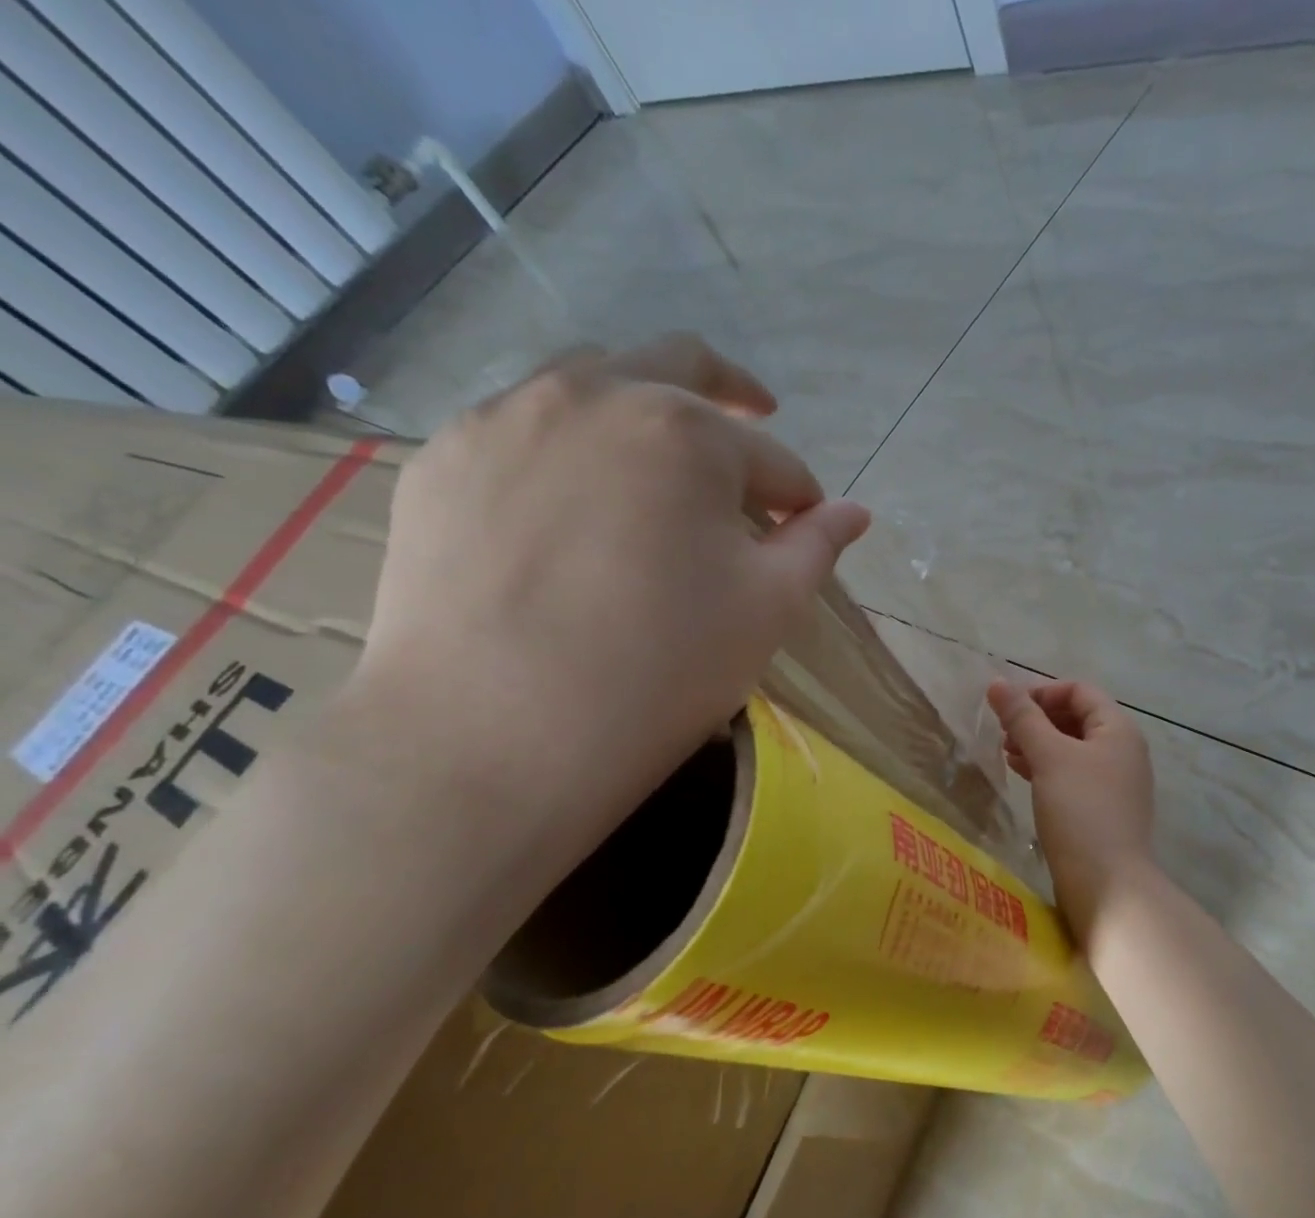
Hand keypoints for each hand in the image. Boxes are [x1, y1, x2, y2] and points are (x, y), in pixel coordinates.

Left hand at [349, 335, 869, 864]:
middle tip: (754, 420)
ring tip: (658, 467)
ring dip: (642, 413)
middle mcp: (591, 395)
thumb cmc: (660, 671)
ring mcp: (502, 419)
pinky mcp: (441, 460)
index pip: (769, 460)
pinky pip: (521, 432)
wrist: (494, 735)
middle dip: (731, 394)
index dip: (798, 497)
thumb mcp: (766, 611)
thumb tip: (854, 513)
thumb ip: (815, 547)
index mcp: (684, 430)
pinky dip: (567, 451)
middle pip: (678, 366)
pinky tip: (572, 508)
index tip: (805, 528)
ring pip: (590, 384)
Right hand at [986, 679, 1155, 939]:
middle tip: (1003, 733)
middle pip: (1076, 718)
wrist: (1107, 884)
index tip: (1006, 708)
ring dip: (1038, 744)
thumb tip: (997, 682)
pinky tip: (1022, 776)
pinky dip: (1046, 770)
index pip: (1079, 691)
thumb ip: (1023, 718)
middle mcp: (1122, 750)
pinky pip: (1072, 776)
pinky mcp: (1102, 810)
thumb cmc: (1080, 810)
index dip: (1041, 691)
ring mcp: (1115, 782)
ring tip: (1006, 754)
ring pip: (1072, 749)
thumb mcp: (1049, 757)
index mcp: (1118, 729)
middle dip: (1036, 720)